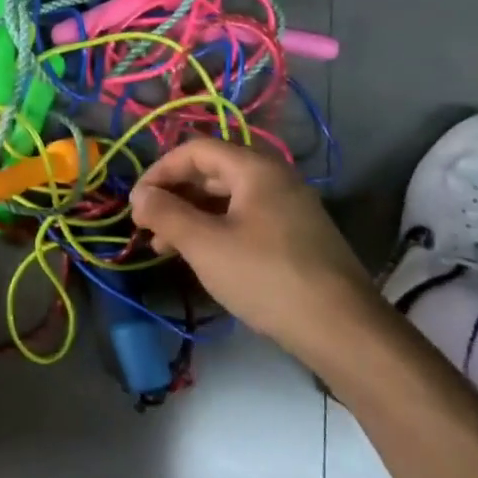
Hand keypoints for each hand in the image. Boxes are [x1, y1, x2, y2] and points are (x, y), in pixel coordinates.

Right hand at [130, 137, 378, 342]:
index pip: (196, 150)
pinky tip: (201, 258)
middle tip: (146, 226)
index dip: (160, 170)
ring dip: (191, 216)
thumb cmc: (265, 277)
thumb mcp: (205, 244)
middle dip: (174, 195)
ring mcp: (290, 208)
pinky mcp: (296, 237)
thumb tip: (139, 196)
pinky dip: (216, 231)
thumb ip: (166, 214)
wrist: (341, 328)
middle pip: (212, 172)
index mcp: (255, 169)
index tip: (136, 203)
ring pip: (228, 200)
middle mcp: (275, 179)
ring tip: (164, 247)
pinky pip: (245, 220)